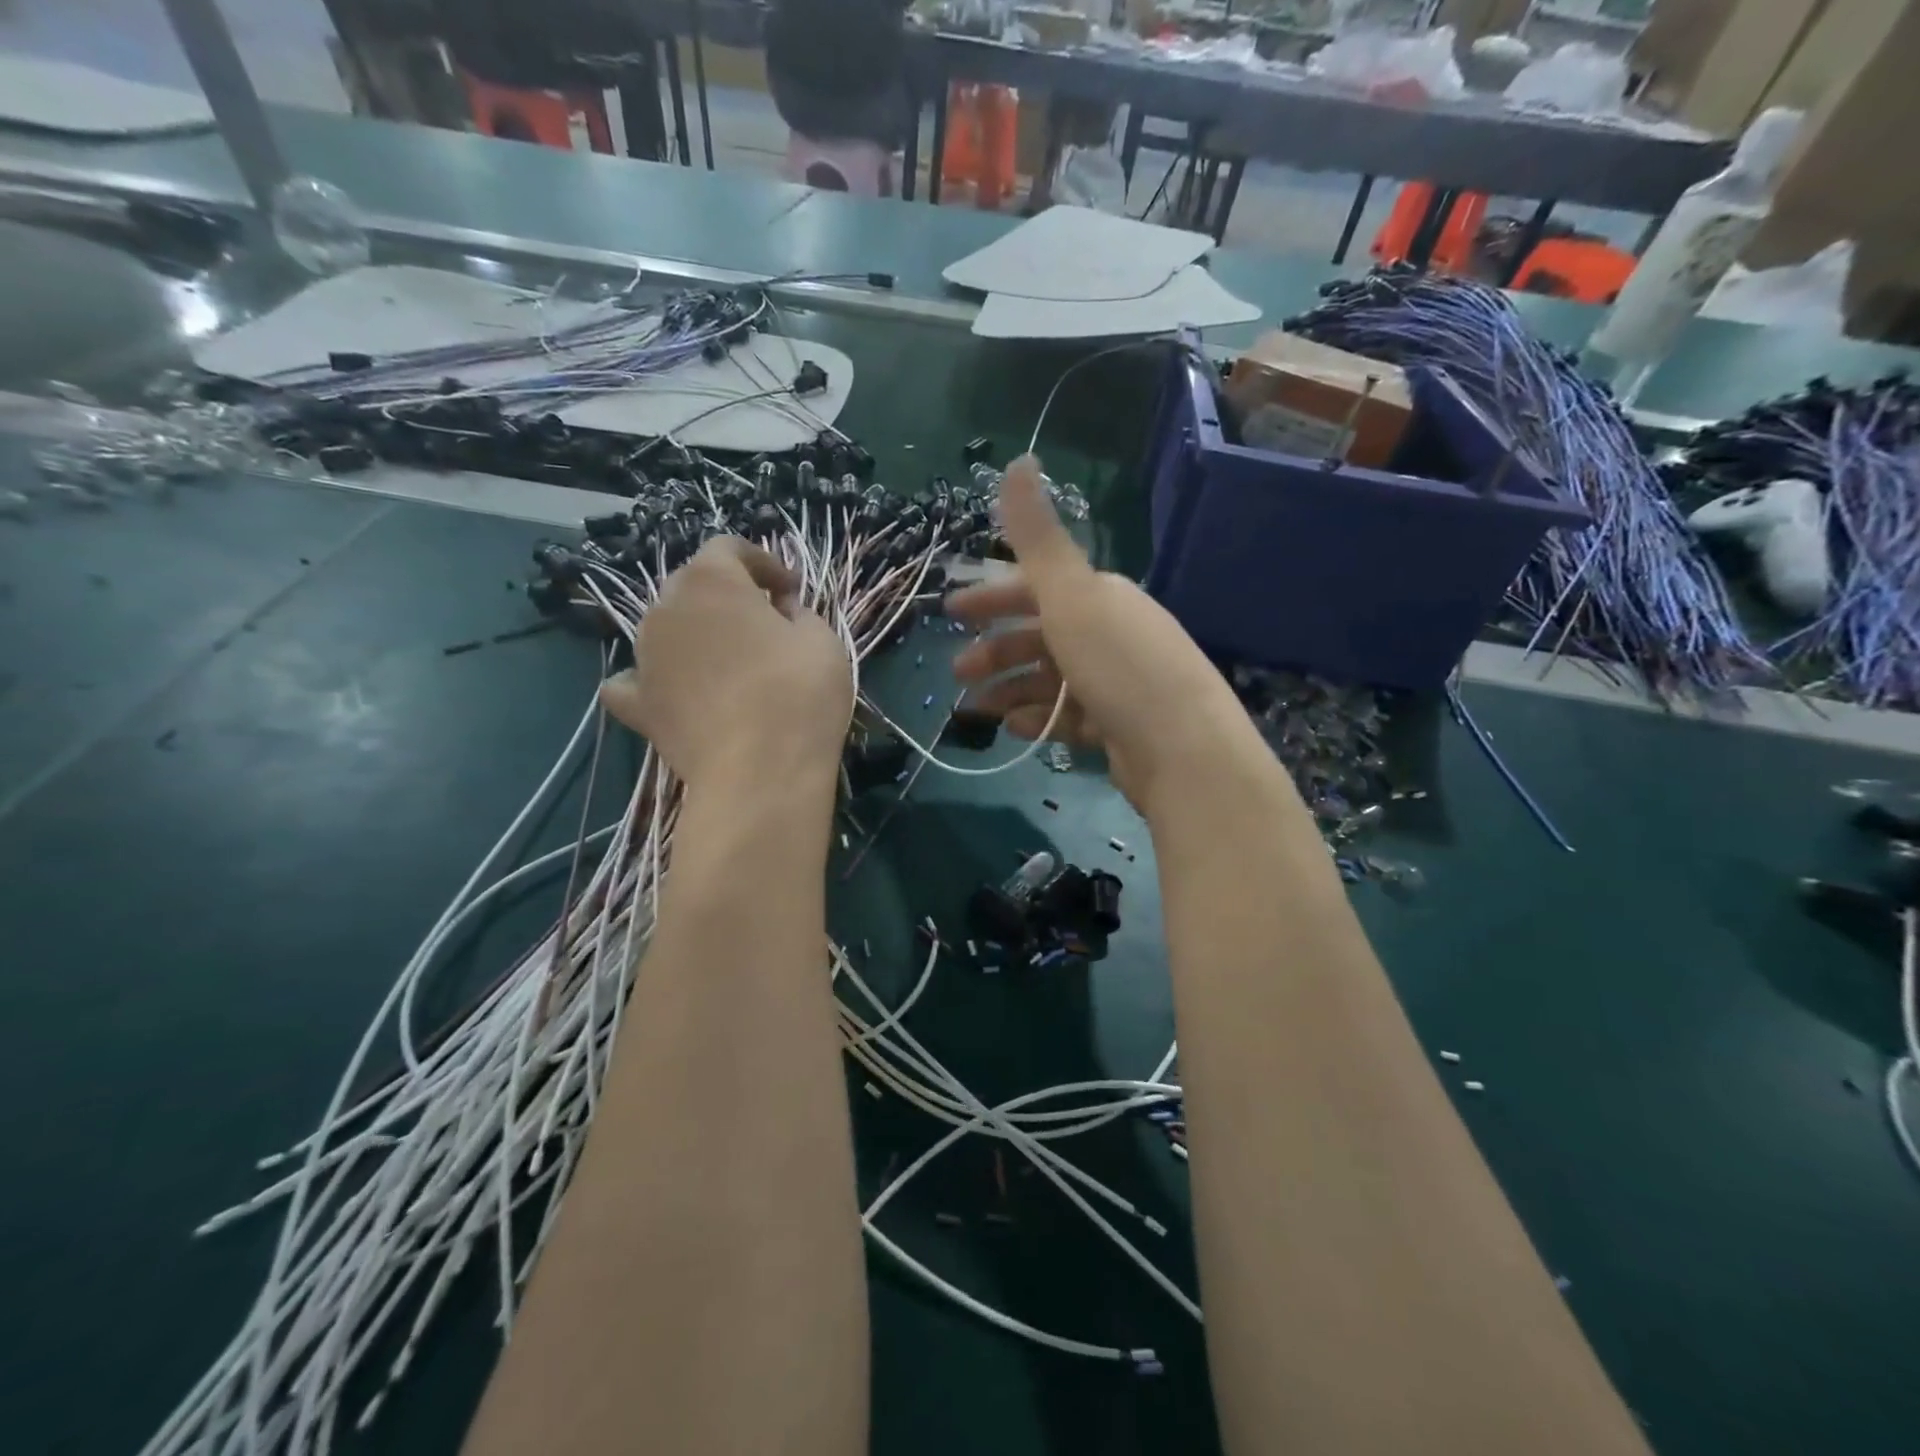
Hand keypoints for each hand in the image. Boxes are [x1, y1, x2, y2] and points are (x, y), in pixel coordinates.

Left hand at [600, 537, 852, 790]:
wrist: (760, 773)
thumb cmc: (799, 695)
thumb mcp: (822, 640)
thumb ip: (799, 613)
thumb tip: (780, 610)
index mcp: (712, 582)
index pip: (728, 548)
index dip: (763, 563)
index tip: (790, 592)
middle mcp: (666, 609)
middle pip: (691, 584)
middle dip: (727, 595)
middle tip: (763, 623)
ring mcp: (644, 657)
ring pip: (664, 628)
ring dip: (694, 634)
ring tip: (728, 662)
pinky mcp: (637, 704)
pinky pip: (634, 679)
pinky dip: (651, 679)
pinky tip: (671, 691)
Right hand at [947, 455, 1262, 815]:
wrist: (1183, 750)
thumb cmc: (1119, 664)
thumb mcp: (1071, 594)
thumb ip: (1037, 535)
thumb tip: (1019, 458)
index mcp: (1101, 596)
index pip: (1038, 586)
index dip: (992, 596)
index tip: (951, 612)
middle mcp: (1111, 633)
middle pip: (1041, 635)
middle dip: (995, 650)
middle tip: (957, 672)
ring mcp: (1116, 682)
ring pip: (1050, 679)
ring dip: (1010, 689)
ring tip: (976, 709)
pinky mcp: (1118, 727)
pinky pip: (1068, 716)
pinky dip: (1040, 718)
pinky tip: (1016, 728)